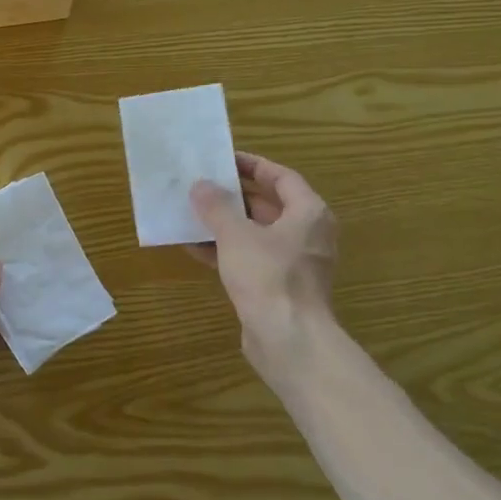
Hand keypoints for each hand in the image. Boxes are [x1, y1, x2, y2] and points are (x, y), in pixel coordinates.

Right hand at [189, 153, 337, 367]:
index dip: (252, 165)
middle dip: (233, 196)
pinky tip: (195, 248)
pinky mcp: (279, 287)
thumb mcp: (236, 235)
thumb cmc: (268, 277)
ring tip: (192, 213)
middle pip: (268, 205)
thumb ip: (217, 206)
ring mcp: (295, 263)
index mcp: (308, 213)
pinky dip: (227, 251)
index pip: (281, 177)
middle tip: (202, 185)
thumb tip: (201, 185)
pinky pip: (251, 258)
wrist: (289, 340)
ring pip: (256, 233)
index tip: (223, 159)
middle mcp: (307, 234)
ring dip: (225, 224)